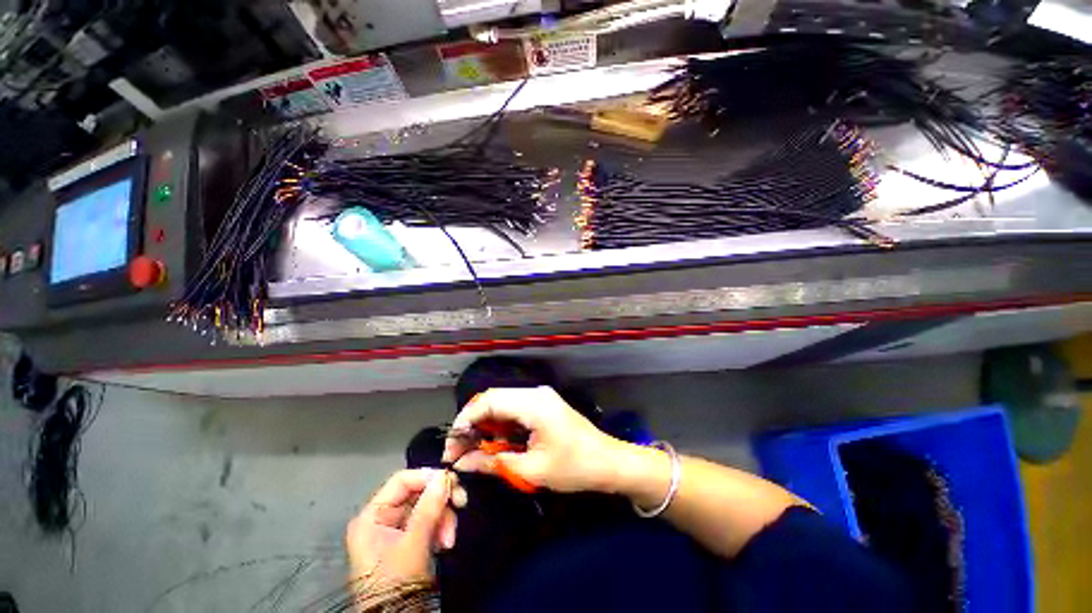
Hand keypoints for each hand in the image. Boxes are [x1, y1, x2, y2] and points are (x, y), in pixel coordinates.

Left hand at [345, 469, 465, 587]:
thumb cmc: (396, 582)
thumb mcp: (413, 544)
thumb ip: (429, 508)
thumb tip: (445, 475)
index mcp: (372, 516)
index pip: (402, 481)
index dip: (427, 477)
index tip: (452, 480)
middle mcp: (383, 519)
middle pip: (418, 493)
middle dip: (440, 502)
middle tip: (461, 503)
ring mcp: (396, 531)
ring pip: (428, 507)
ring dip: (444, 518)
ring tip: (449, 539)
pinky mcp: (409, 541)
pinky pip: (430, 522)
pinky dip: (441, 528)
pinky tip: (445, 543)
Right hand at [442, 386, 624, 493]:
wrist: (608, 461)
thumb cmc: (574, 467)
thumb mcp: (531, 470)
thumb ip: (494, 462)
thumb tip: (463, 462)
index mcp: (533, 403)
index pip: (487, 402)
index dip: (464, 421)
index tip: (451, 447)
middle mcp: (535, 393)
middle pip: (493, 399)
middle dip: (472, 423)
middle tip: (460, 451)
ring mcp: (540, 397)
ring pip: (502, 403)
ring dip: (486, 424)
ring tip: (474, 450)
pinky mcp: (543, 404)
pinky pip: (514, 409)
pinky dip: (501, 424)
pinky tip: (496, 442)